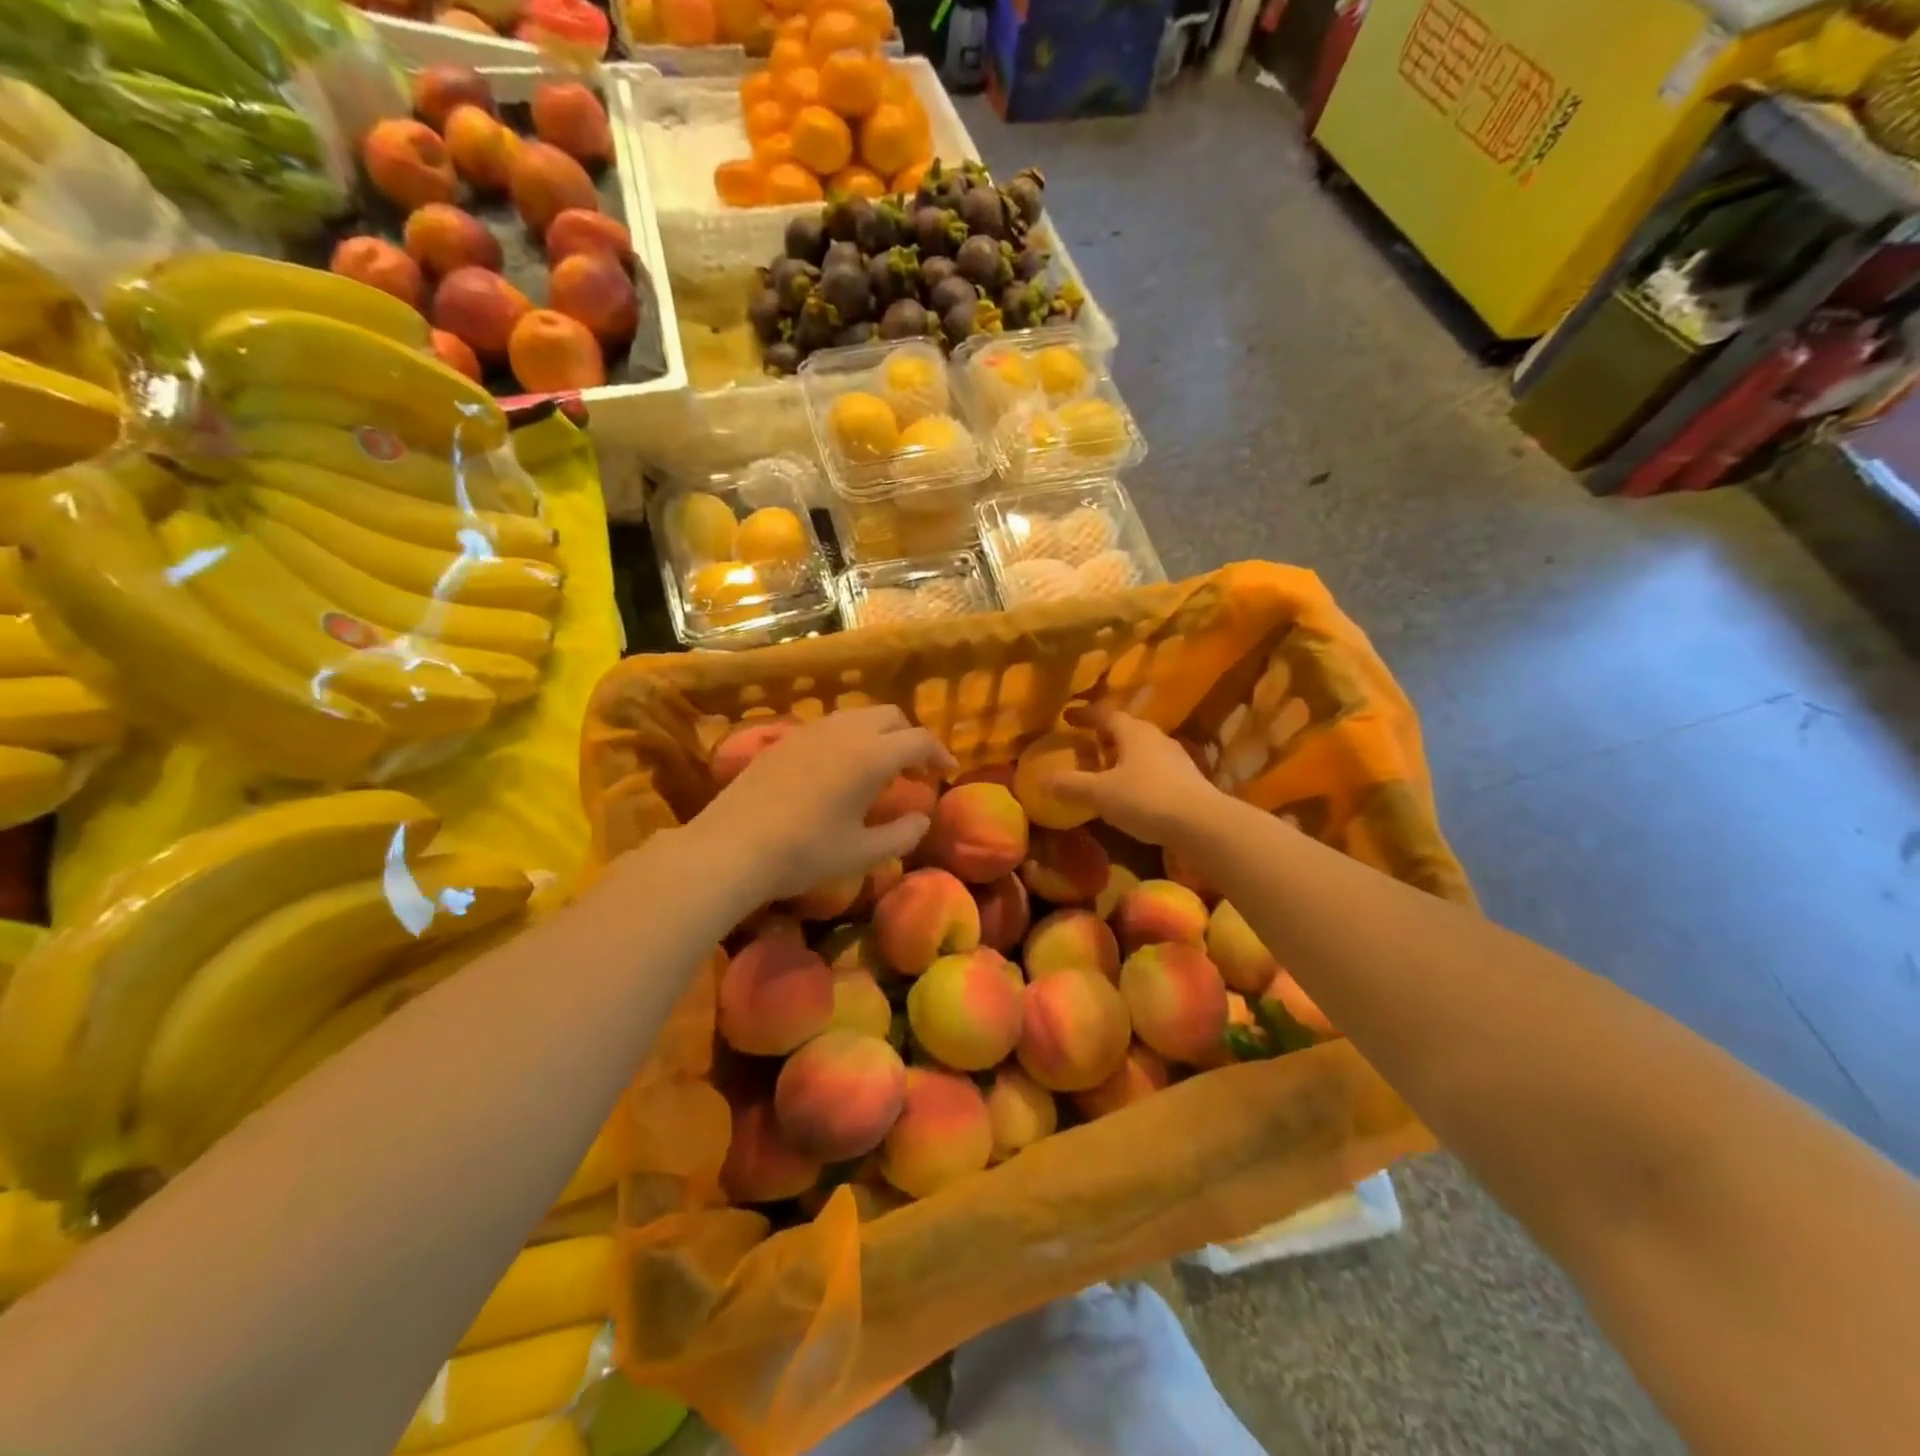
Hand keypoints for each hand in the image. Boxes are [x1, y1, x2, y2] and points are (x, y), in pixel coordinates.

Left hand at [692, 706, 954, 902]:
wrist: (732, 847)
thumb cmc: (805, 852)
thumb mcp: (861, 852)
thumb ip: (901, 834)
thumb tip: (922, 818)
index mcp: (871, 756)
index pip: (919, 740)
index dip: (939, 753)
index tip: (947, 772)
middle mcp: (845, 731)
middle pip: (891, 716)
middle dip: (910, 737)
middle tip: (914, 769)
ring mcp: (811, 731)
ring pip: (858, 715)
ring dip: (879, 733)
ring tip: (879, 767)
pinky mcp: (784, 739)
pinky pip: (830, 725)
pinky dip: (850, 736)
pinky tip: (839, 769)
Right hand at [1052, 711, 1219, 847]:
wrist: (1201, 824)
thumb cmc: (1146, 799)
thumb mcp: (1100, 793)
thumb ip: (1071, 785)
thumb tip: (1042, 781)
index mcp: (1134, 733)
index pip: (1106, 715)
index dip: (1085, 716)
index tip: (1067, 717)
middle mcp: (1157, 739)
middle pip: (1128, 731)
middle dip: (1106, 737)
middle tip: (1087, 746)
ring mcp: (1177, 760)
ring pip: (1143, 751)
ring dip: (1124, 757)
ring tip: (1107, 772)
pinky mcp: (1189, 782)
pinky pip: (1156, 771)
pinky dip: (1139, 776)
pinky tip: (1132, 794)